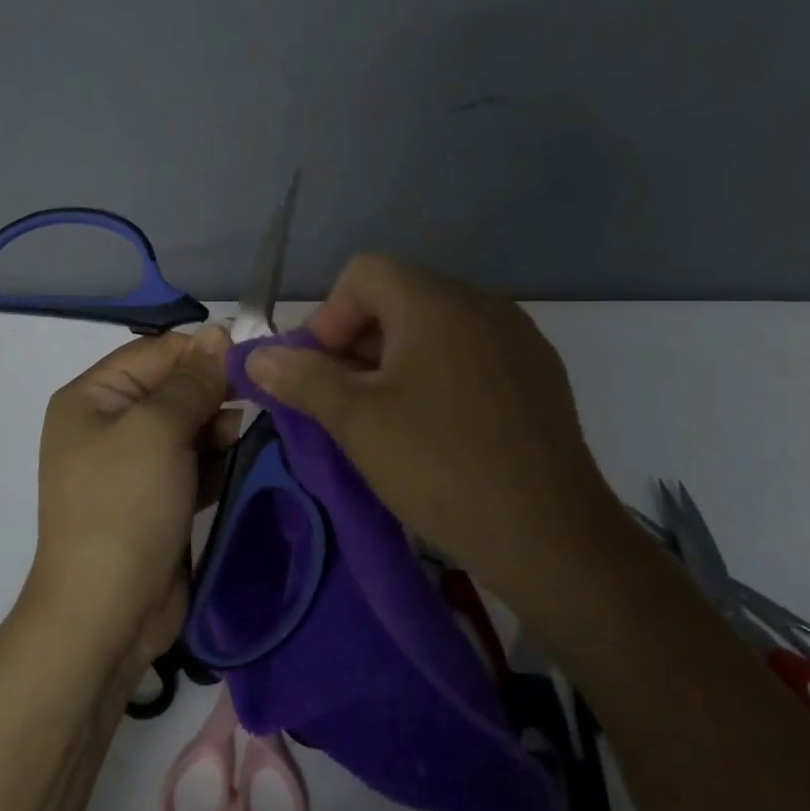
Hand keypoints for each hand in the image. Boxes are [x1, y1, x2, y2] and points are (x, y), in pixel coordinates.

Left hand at [28, 325, 235, 676]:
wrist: (106, 614)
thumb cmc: (124, 507)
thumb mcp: (156, 431)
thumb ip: (191, 381)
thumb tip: (218, 332)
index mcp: (92, 397)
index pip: (155, 352)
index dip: (203, 351)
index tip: (255, 357)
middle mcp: (109, 424)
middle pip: (173, 388)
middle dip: (216, 392)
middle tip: (264, 397)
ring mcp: (133, 465)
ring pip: (189, 426)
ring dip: (222, 428)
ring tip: (256, 433)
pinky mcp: (158, 498)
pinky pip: (193, 463)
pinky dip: (218, 460)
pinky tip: (248, 458)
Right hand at [245, 254, 626, 637]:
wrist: (553, 537)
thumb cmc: (441, 465)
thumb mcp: (356, 420)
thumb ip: (301, 377)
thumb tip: (257, 355)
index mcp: (436, 301)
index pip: (364, 273)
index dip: (328, 316)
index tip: (320, 373)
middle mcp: (481, 303)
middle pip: (399, 297)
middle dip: (356, 342)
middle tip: (342, 401)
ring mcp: (517, 339)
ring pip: (435, 329)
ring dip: (394, 361)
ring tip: (384, 419)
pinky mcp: (539, 376)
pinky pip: (470, 354)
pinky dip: (437, 376)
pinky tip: (436, 430)